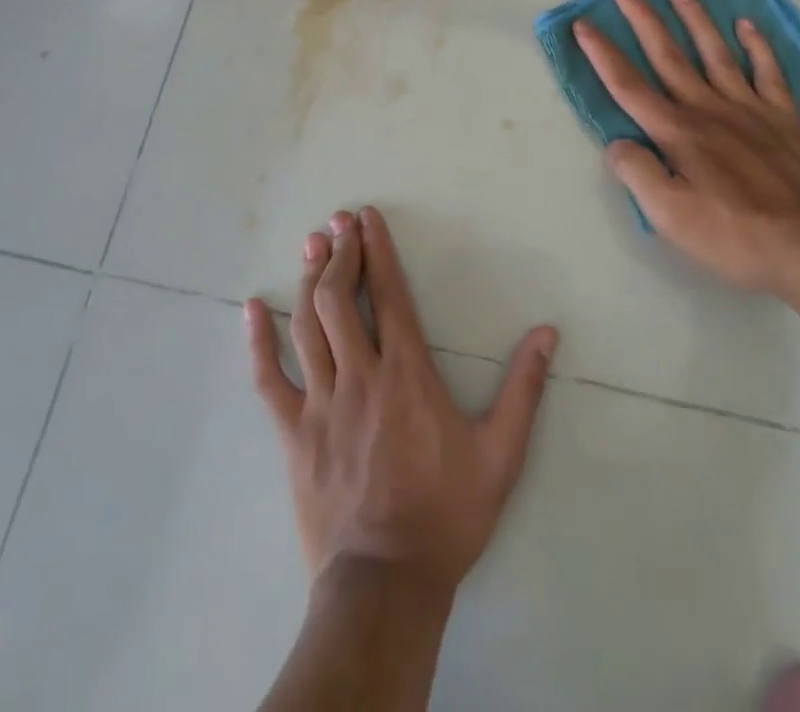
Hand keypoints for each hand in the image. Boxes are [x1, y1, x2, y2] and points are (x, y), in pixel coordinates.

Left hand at [245, 206, 558, 598]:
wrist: (386, 583)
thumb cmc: (446, 513)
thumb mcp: (500, 453)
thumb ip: (523, 389)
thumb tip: (547, 333)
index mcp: (407, 374)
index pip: (389, 296)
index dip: (377, 251)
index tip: (367, 218)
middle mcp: (360, 376)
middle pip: (340, 300)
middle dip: (339, 254)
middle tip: (338, 223)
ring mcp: (321, 403)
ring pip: (308, 326)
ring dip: (308, 280)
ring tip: (311, 245)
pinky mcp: (294, 433)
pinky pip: (269, 379)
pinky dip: (258, 341)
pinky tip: (252, 309)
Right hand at [573, 0, 799, 295]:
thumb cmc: (735, 236)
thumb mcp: (670, 217)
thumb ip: (638, 174)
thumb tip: (617, 143)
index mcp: (677, 132)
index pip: (628, 85)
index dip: (602, 54)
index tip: (582, 23)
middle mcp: (708, 109)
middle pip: (668, 56)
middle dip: (643, 20)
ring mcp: (750, 108)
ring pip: (715, 52)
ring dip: (695, 19)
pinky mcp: (785, 118)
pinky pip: (768, 72)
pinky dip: (757, 45)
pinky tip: (746, 25)